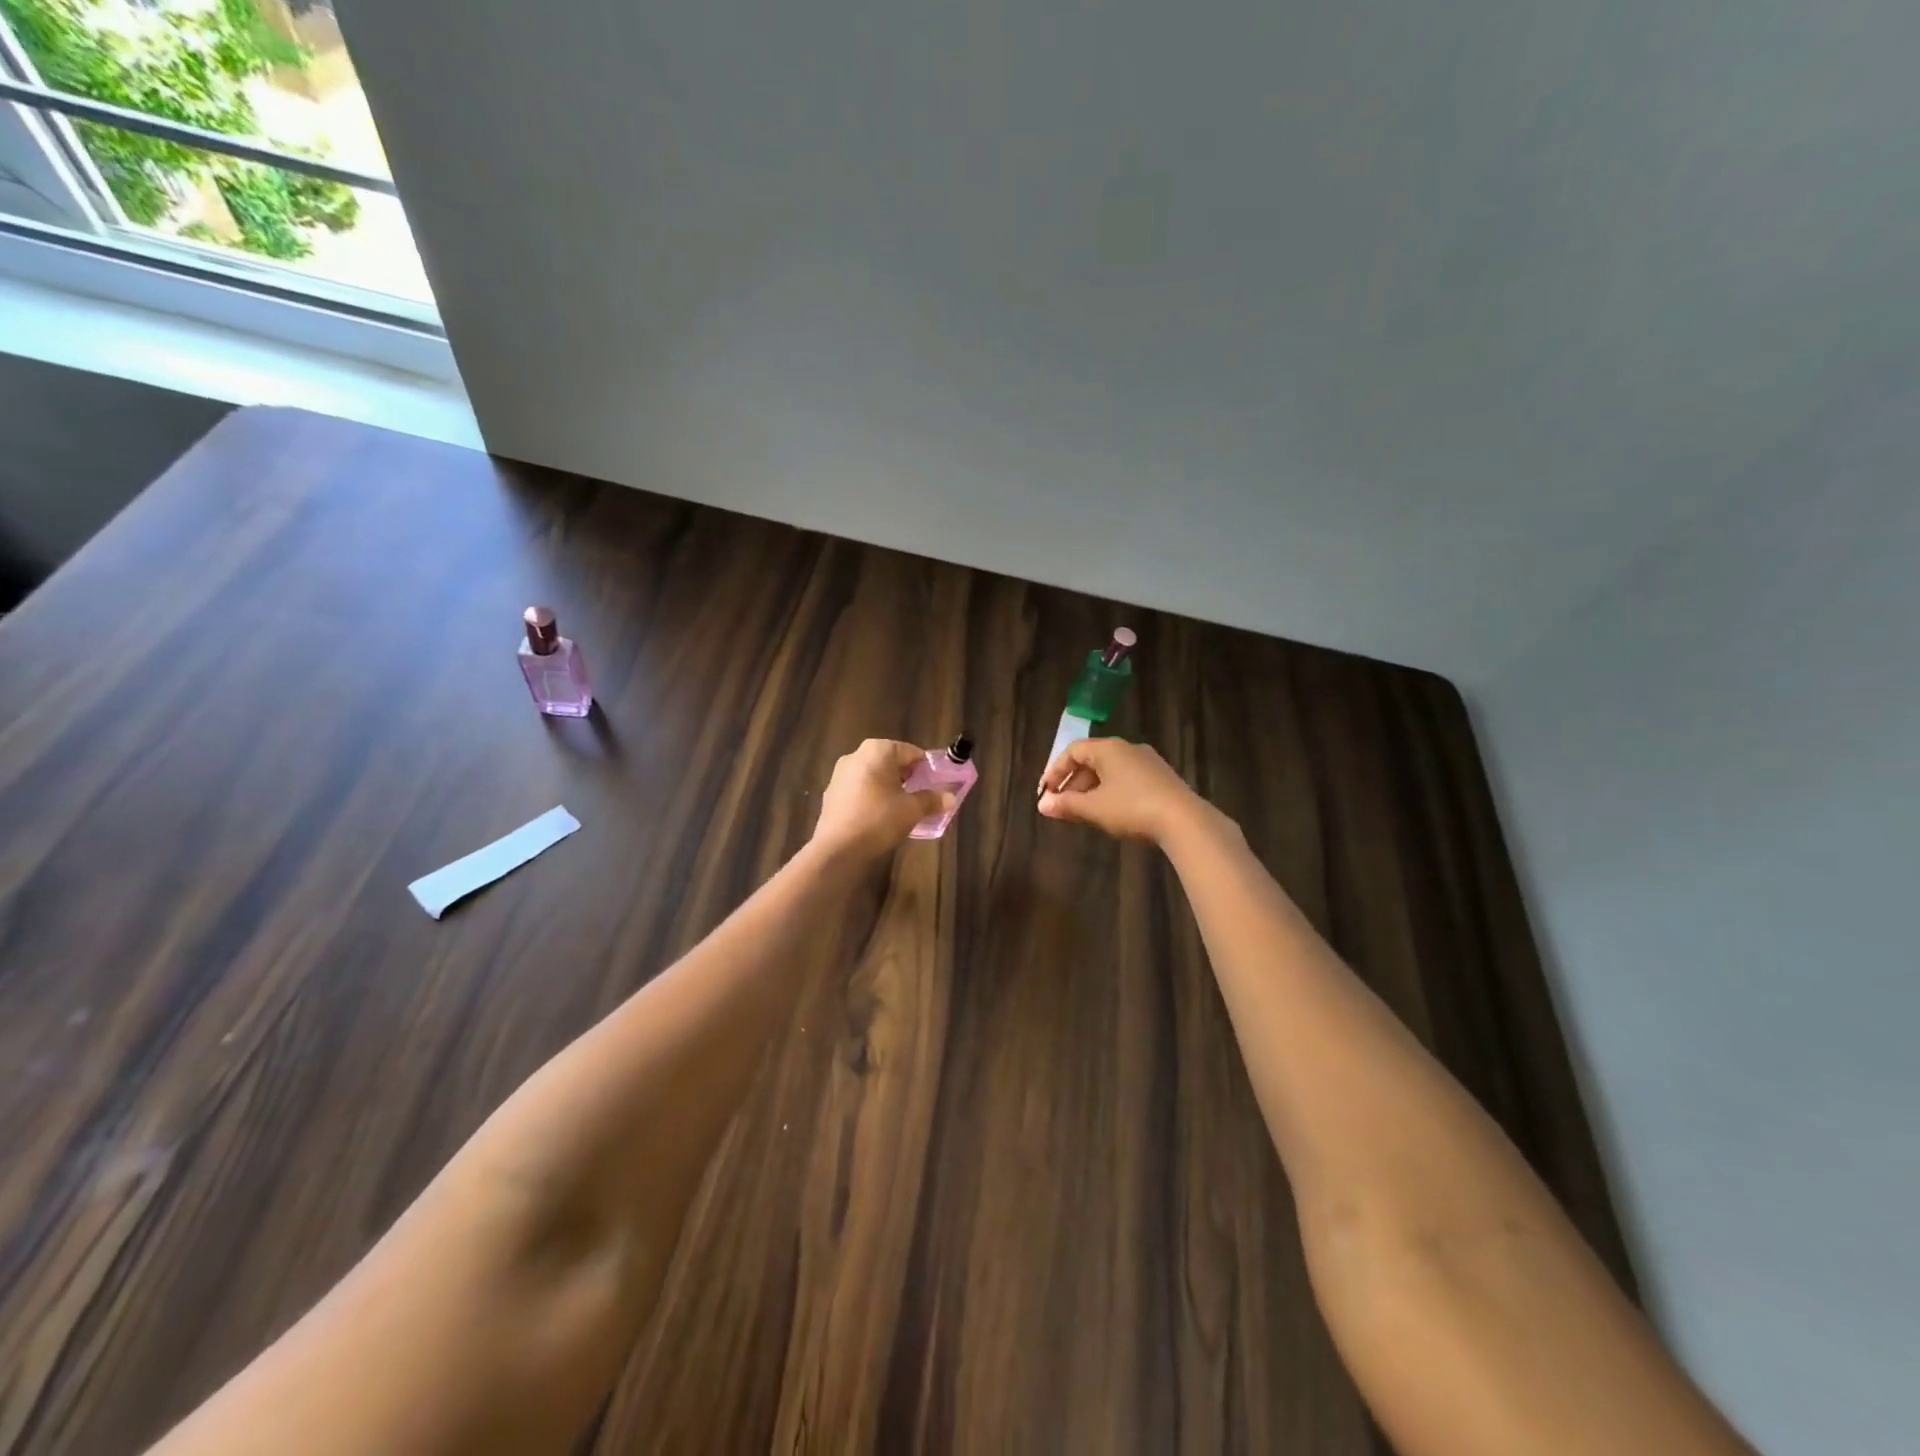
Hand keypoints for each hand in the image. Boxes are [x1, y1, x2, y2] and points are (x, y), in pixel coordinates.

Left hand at [811, 739, 952, 860]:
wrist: (838, 848)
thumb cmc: (879, 819)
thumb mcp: (912, 810)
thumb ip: (932, 800)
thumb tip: (951, 797)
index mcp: (878, 750)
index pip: (911, 752)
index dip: (926, 768)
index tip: (936, 785)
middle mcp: (856, 754)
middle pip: (891, 762)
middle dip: (908, 778)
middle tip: (922, 797)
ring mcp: (840, 774)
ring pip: (874, 776)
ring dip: (889, 788)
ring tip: (903, 809)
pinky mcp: (831, 793)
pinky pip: (860, 789)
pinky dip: (872, 798)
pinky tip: (879, 817)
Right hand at [1035, 738, 1209, 845]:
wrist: (1184, 821)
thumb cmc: (1131, 808)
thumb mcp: (1094, 808)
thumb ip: (1066, 805)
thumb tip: (1042, 805)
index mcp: (1108, 748)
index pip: (1073, 752)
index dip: (1055, 771)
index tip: (1045, 793)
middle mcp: (1128, 748)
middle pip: (1092, 760)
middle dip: (1073, 783)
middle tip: (1061, 805)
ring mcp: (1148, 762)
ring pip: (1110, 771)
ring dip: (1091, 789)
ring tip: (1082, 812)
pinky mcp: (1161, 778)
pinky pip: (1127, 779)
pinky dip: (1111, 792)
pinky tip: (1109, 812)